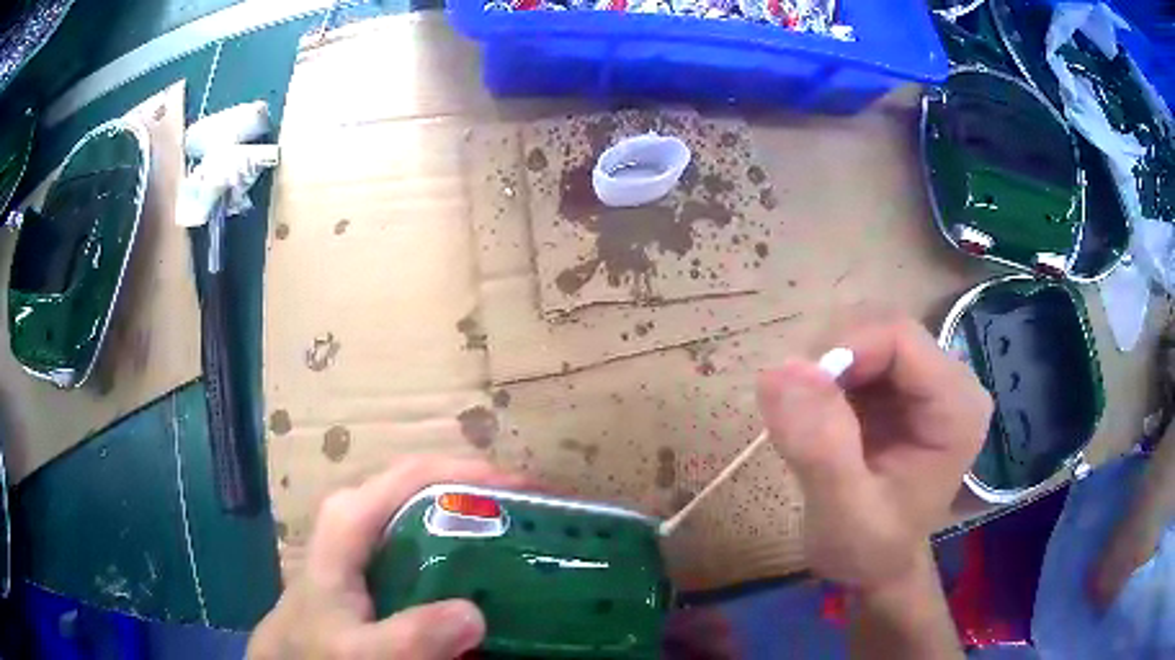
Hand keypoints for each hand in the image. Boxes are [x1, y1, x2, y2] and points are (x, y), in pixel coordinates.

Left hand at [248, 457, 529, 658]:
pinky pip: (432, 541)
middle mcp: (365, 513)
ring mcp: (373, 535)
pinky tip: (493, 572)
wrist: (295, 654)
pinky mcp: (382, 559)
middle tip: (547, 520)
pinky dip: (467, 549)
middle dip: (491, 497)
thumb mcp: (360, 652)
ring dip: (484, 521)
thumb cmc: (318, 646)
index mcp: (353, 517)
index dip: (478, 474)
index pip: (421, 474)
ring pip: (435, 512)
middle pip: (435, 487)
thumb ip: (409, 636)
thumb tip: (474, 614)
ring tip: (533, 540)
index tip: (534, 493)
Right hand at [757, 315, 990, 592]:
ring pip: (864, 331)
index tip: (798, 392)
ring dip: (824, 365)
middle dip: (831, 357)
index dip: (845, 348)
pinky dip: (825, 374)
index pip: (900, 336)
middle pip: (881, 326)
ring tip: (807, 419)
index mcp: (956, 407)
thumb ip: (821, 447)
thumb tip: (779, 370)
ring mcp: (924, 378)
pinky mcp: (898, 383)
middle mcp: (948, 380)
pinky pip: (855, 350)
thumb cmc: (869, 548)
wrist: (873, 562)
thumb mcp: (844, 512)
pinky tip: (818, 414)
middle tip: (796, 411)